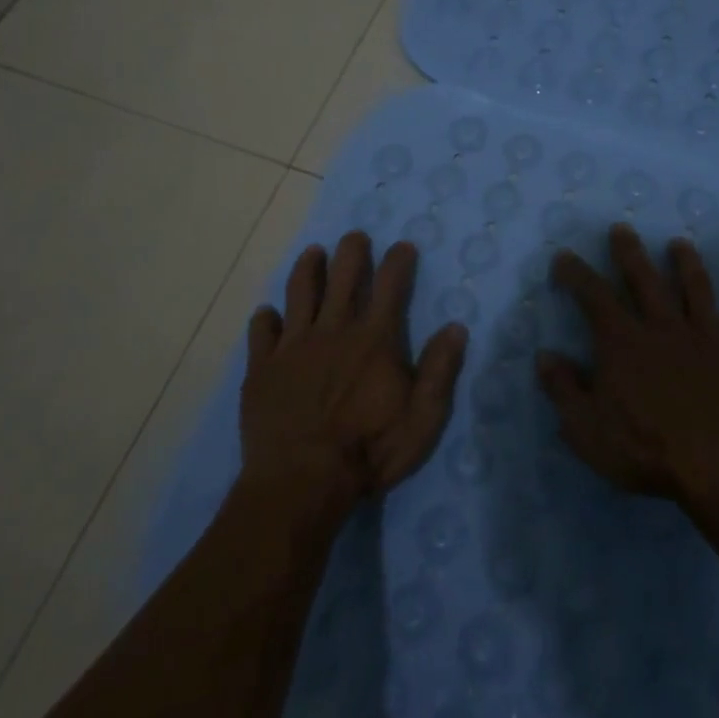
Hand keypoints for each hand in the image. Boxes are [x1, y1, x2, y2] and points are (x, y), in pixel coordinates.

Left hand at [241, 231, 467, 510]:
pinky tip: (267, 314)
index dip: (398, 262)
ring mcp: (293, 346)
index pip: (390, 287)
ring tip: (313, 253)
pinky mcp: (263, 367)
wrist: (300, 481)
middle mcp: (333, 331)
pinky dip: (265, 318)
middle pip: (343, 278)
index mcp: (374, 340)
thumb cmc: (368, 452)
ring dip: (308, 269)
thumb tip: (456, 327)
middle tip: (355, 236)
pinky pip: (262, 332)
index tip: (403, 245)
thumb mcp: (422, 419)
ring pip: (300, 293)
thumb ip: (439, 371)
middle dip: (352, 252)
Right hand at [537, 223, 718, 504]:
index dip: (576, 273)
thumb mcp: (586, 428)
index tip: (565, 256)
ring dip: (688, 266)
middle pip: (646, 280)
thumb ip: (564, 389)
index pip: (594, 296)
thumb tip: (545, 356)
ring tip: (681, 245)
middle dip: (630, 252)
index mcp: (624, 342)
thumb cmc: (646, 449)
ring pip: (697, 292)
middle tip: (622, 228)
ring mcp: (708, 342)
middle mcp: (665, 329)